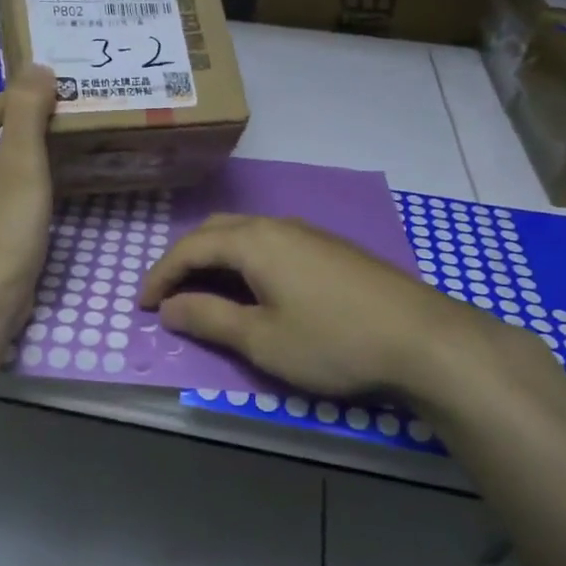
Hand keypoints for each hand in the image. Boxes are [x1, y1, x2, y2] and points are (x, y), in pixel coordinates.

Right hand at [139, 214, 518, 400]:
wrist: (423, 338)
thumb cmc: (333, 341)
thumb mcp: (262, 340)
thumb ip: (210, 319)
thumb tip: (169, 308)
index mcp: (253, 241)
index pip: (189, 248)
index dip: (160, 275)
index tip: (142, 306)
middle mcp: (277, 225)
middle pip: (215, 231)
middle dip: (184, 260)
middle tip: (169, 295)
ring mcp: (308, 233)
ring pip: (245, 233)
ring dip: (215, 258)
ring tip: (205, 292)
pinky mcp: (331, 248)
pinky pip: (271, 242)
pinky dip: (245, 260)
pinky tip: (255, 288)